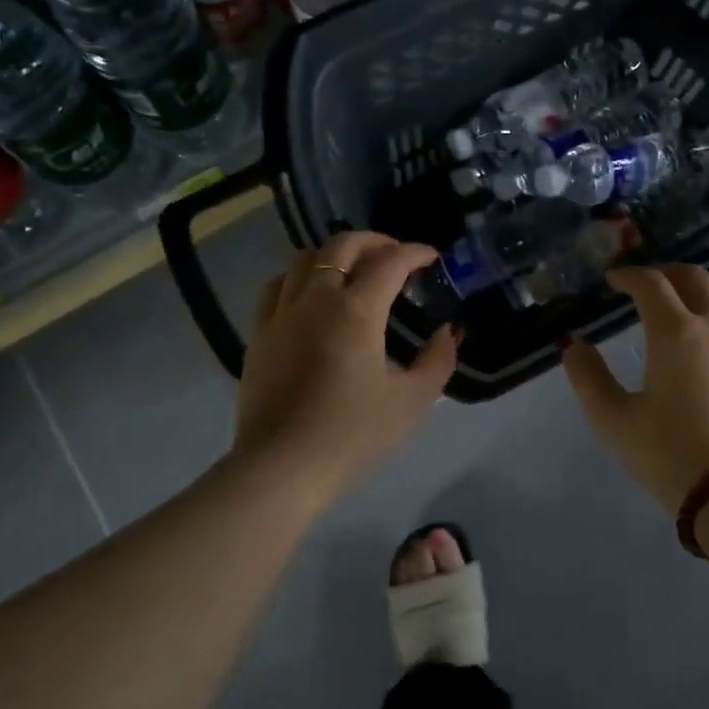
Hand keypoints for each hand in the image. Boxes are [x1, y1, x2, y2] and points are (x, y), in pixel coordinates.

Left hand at [234, 232, 458, 502]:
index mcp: (355, 310)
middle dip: (376, 241)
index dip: (415, 253)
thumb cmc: (352, 435)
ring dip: (336, 254)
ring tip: (355, 270)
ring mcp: (281, 313)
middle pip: (343, 245)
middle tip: (397, 256)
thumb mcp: (412, 401)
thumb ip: (438, 360)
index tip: (432, 258)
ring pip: (305, 257)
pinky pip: (278, 285)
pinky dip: (301, 276)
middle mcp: (316, 299)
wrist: (282, 467)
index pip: (389, 261)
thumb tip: (448, 332)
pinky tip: (312, 295)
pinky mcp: (259, 333)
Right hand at [563, 265, 708, 516]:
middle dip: (665, 274)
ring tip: (689, 301)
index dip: (628, 275)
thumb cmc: (668, 456)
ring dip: (705, 285)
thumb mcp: (612, 420)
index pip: (650, 283)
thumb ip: (587, 376)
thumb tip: (573, 345)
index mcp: (675, 333)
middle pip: (694, 277)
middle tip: (646, 288)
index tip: (613, 281)